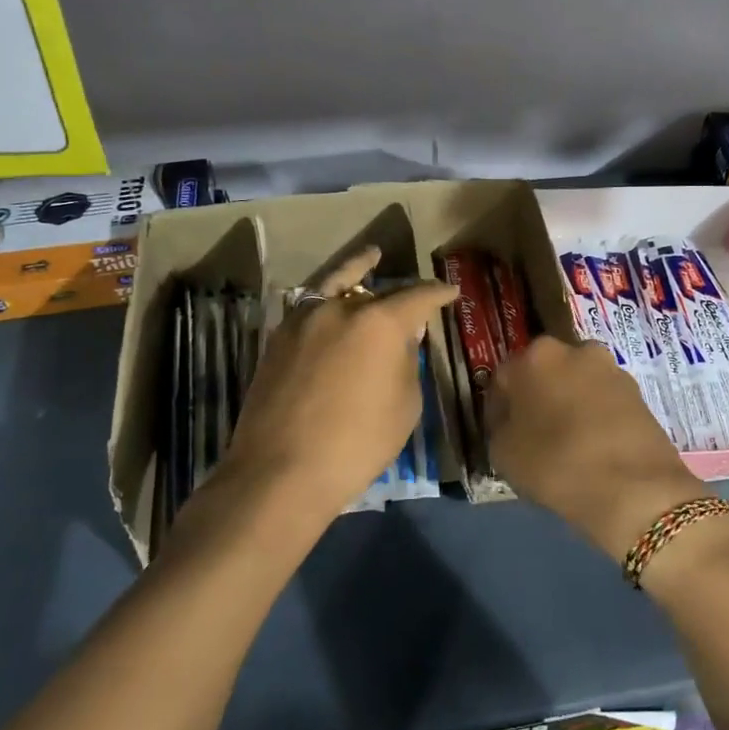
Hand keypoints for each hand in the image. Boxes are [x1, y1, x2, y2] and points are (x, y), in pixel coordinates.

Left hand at [220, 247, 456, 524]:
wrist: (281, 472)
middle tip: (415, 291)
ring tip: (369, 257)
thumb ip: (406, 362)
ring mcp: (303, 321)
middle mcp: (340, 309)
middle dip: (400, 291)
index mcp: (380, 322)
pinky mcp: (277, 340)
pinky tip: (335, 306)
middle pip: (377, 289)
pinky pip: (311, 308)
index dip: (438, 293)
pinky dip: (328, 300)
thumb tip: (401, 338)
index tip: (450, 292)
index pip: (418, 296)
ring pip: (335, 286)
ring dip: (355, 272)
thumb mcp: (404, 405)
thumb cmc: (357, 443)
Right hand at [487, 336, 708, 563]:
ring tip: (566, 444)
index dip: (498, 408)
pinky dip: (594, 417)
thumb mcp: (503, 453)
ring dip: (568, 405)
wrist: (636, 488)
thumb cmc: (557, 463)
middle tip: (532, 436)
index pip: (503, 378)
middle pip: (545, 374)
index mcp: (536, 355)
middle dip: (537, 399)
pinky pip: (603, 402)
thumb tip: (510, 422)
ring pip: (576, 386)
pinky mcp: (638, 393)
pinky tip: (592, 447)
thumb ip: (500, 428)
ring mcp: (611, 370)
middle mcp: (576, 350)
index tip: (499, 434)